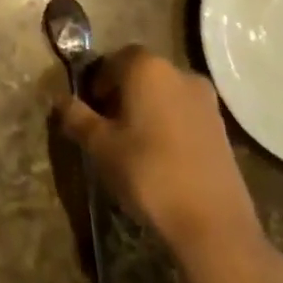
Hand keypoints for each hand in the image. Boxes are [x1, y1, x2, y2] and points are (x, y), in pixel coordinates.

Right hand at [56, 45, 267, 268]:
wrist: (213, 223)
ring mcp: (206, 99)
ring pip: (164, 93)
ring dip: (146, 108)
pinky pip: (184, 113)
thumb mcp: (100, 145)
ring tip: (134, 144)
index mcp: (146, 67)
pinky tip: (161, 156)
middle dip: (121, 93)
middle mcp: (179, 72)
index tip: (90, 110)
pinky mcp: (222, 126)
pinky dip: (169, 124)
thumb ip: (77, 116)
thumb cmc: (147, 172)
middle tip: (107, 126)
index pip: (113, 59)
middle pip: (141, 73)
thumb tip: (60, 99)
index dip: (97, 82)